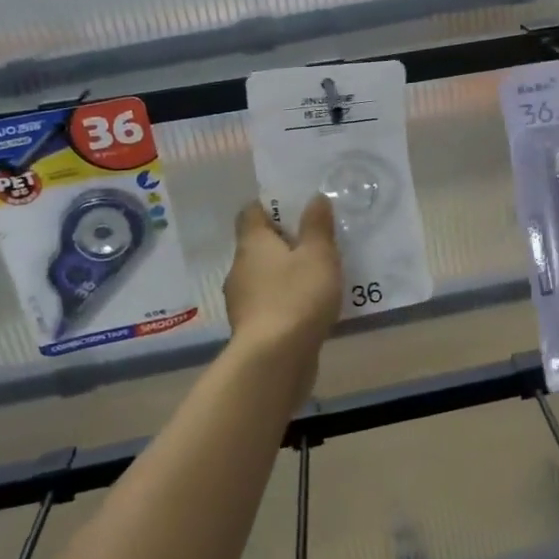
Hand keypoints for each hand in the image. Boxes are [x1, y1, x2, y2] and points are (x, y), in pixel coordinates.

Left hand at [223, 198, 342, 402]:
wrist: (274, 361)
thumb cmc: (297, 297)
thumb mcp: (318, 255)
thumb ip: (317, 225)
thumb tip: (314, 197)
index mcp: (252, 243)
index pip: (251, 212)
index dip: (271, 205)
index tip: (296, 206)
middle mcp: (240, 268)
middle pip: (259, 245)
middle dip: (284, 241)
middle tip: (316, 239)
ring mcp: (242, 301)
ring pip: (265, 276)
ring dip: (286, 273)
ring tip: (318, 274)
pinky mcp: (252, 329)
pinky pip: (270, 303)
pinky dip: (287, 300)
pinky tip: (310, 306)